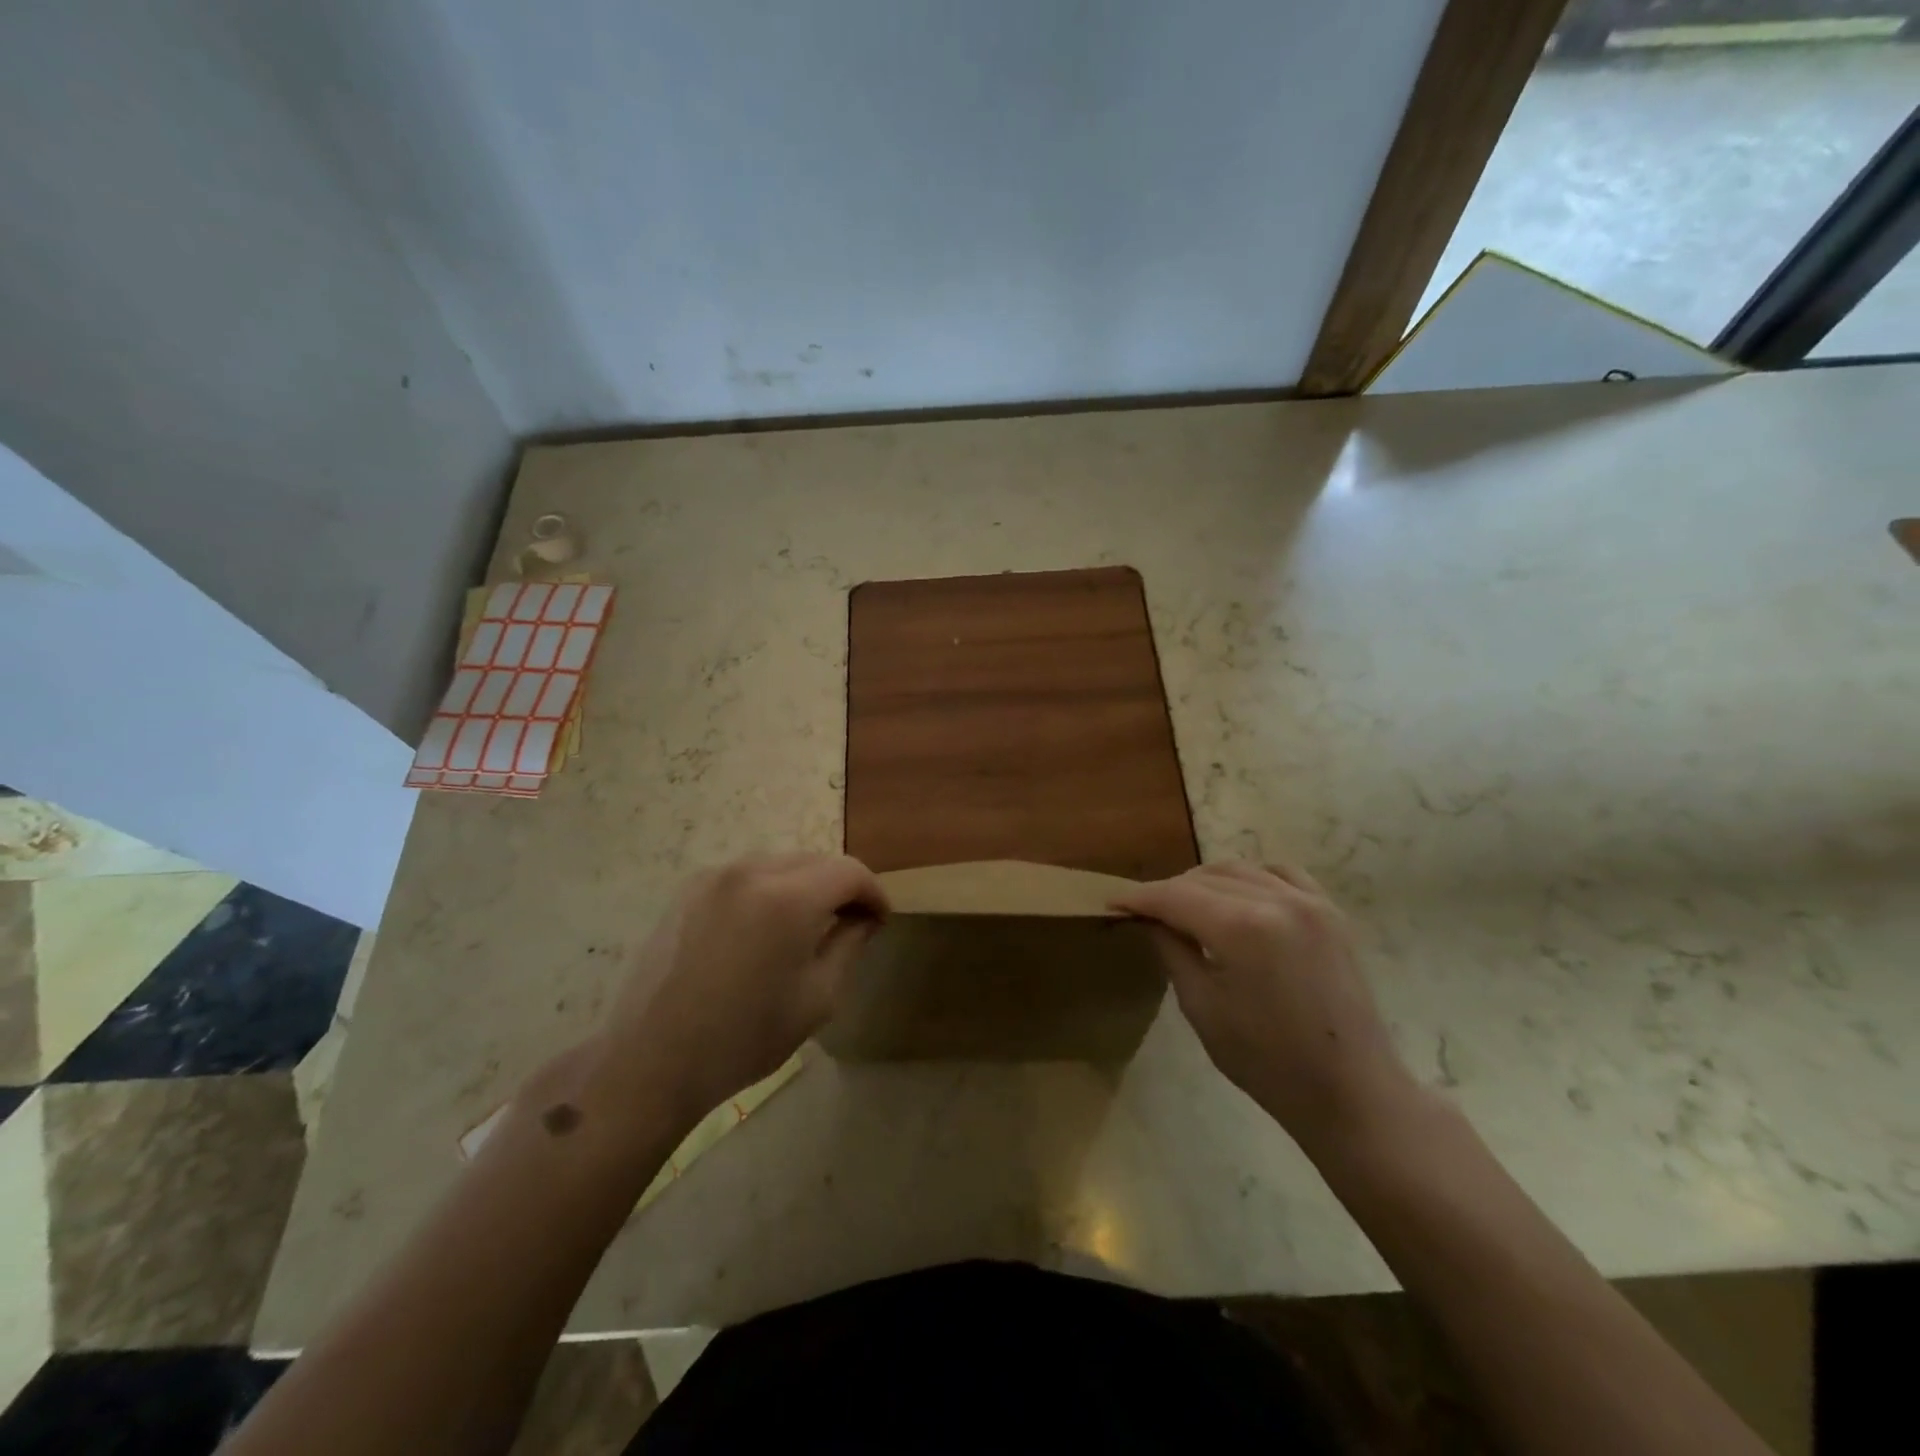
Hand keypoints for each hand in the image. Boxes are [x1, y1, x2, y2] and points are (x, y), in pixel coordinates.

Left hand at [597, 853, 887, 1128]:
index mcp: (788, 898)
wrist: (651, 1061)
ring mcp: (714, 876)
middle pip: (815, 860)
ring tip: (807, 925)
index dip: (873, 891)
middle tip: (850, 922)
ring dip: (804, 885)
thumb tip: (863, 918)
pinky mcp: (688, 889)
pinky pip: (746, 875)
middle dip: (840, 886)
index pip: (849, 871)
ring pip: (780, 864)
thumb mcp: (817, 998)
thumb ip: (848, 945)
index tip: (880, 919)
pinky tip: (764, 928)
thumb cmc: (744, 1037)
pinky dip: (768, 889)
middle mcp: (752, 871)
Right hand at [1114, 862, 1415, 1151]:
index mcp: (1241, 927)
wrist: (1351, 1092)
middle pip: (1204, 878)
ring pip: (1240, 869)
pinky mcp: (1330, 912)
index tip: (1113, 902)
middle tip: (1146, 912)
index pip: (1174, 896)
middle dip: (1169, 891)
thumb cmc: (1268, 1062)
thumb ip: (1173, 950)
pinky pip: (1280, 874)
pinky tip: (1239, 897)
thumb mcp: (1202, 1007)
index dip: (1139, 897)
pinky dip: (1251, 877)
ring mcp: (1309, 901)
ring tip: (1187, 906)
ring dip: (1206, 882)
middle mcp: (1276, 900)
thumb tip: (1152, 919)